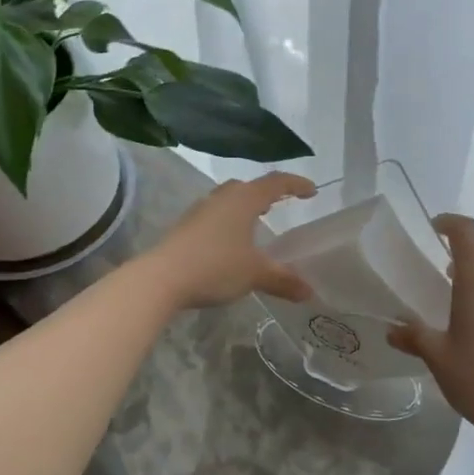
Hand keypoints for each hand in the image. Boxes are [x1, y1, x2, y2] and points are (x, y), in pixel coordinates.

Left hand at [141, 172, 317, 309]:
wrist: (161, 278)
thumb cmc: (215, 266)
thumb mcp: (255, 274)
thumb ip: (283, 279)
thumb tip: (309, 291)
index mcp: (244, 200)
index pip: (275, 183)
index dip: (296, 184)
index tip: (312, 191)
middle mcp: (222, 197)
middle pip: (249, 186)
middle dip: (267, 193)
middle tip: (283, 203)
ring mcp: (201, 210)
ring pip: (229, 199)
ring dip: (246, 206)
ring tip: (258, 222)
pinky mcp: (186, 226)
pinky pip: (215, 214)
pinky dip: (230, 220)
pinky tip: (231, 241)